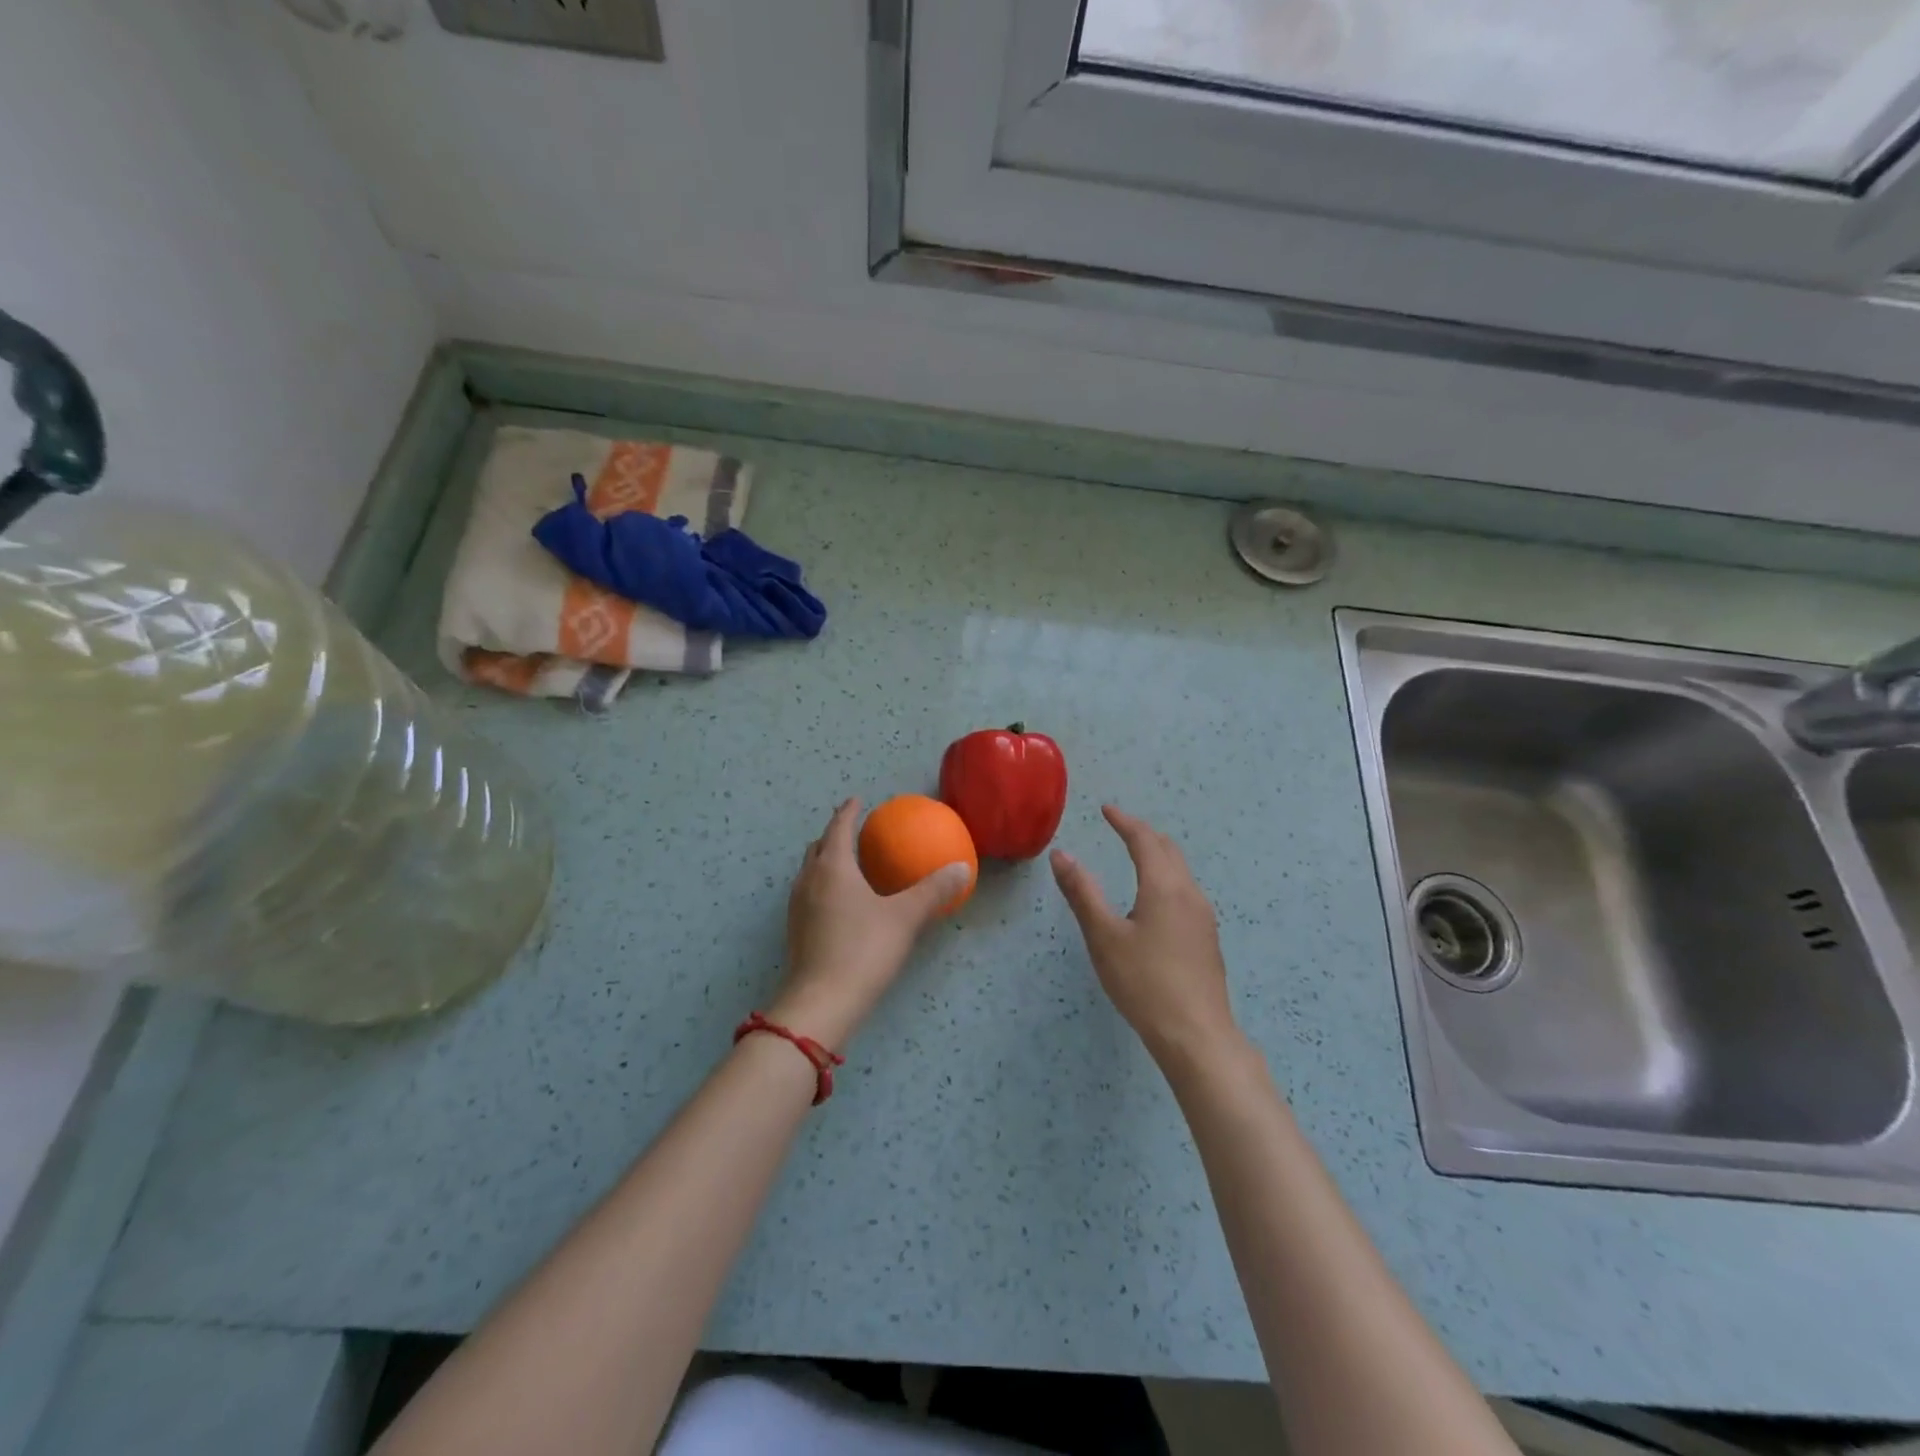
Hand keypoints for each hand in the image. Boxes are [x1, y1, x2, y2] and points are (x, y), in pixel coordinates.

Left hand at [767, 799, 970, 1049]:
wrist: (821, 1002)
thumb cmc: (863, 949)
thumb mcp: (905, 918)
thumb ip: (933, 891)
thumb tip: (962, 869)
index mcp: (832, 867)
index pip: (838, 828)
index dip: (848, 812)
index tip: (857, 800)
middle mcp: (809, 880)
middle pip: (817, 847)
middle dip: (833, 835)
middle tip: (853, 832)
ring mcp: (798, 907)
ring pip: (809, 871)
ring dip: (825, 861)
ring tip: (848, 865)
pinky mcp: (796, 932)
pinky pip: (809, 894)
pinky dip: (823, 885)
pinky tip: (842, 904)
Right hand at [1051, 805, 1237, 1066]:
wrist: (1196, 1034)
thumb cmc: (1144, 982)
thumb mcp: (1103, 936)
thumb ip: (1082, 892)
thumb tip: (1061, 854)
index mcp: (1164, 887)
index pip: (1144, 841)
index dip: (1124, 822)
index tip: (1106, 809)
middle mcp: (1189, 894)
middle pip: (1169, 850)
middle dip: (1144, 834)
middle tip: (1120, 827)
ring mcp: (1204, 917)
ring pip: (1181, 872)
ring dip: (1158, 855)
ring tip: (1136, 856)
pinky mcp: (1207, 939)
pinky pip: (1186, 891)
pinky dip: (1167, 877)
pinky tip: (1156, 899)